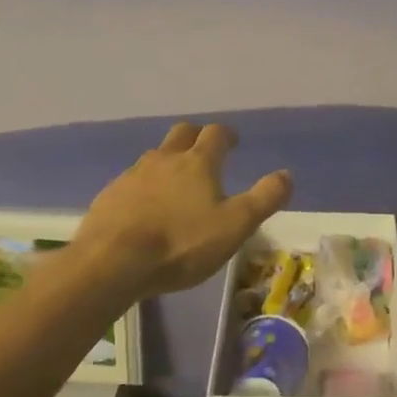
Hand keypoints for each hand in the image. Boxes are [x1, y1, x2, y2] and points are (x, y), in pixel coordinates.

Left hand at [80, 122, 291, 296]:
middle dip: (196, 137)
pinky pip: (132, 181)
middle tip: (204, 152)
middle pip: (182, 133)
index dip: (227, 135)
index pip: (216, 134)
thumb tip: (287, 174)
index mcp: (198, 162)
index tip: (233, 142)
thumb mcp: (234, 226)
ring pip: (155, 156)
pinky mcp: (110, 195)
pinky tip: (144, 208)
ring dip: (168, 161)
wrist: (111, 263)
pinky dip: (144, 186)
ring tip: (175, 183)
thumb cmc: (180, 244)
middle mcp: (164, 159)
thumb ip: (264, 199)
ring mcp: (133, 175)